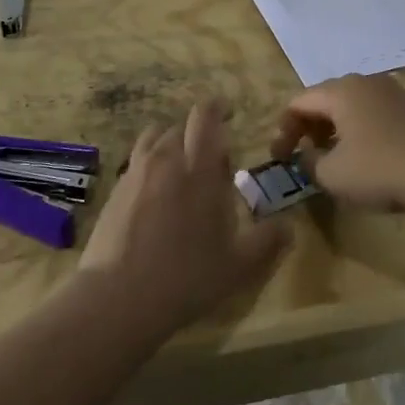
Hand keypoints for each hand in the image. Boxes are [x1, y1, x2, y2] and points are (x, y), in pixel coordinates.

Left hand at [80, 101, 290, 330]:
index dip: (217, 107)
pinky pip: (136, 162)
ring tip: (180, 169)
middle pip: (180, 126)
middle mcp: (165, 160)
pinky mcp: (115, 190)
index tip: (228, 112)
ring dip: (170, 143)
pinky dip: (150, 165)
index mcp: (199, 168)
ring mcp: (135, 173)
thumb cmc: (186, 277)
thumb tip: (289, 225)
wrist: (118, 297)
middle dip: (197, 134)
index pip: (205, 117)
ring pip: (153, 138)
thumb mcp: (239, 265)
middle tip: (211, 161)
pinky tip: (155, 196)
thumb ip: (268, 240)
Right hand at [270, 73, 404, 215]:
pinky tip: (361, 156)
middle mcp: (364, 81)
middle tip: (302, 156)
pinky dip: (356, 129)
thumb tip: (307, 155)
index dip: (284, 130)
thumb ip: (309, 162)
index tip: (280, 159)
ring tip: (330, 158)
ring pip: (349, 105)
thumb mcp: (333, 174)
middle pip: (323, 99)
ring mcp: (390, 91)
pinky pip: (370, 112)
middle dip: (307, 127)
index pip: (298, 102)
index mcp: (340, 90)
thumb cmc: (381, 169)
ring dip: (332, 129)